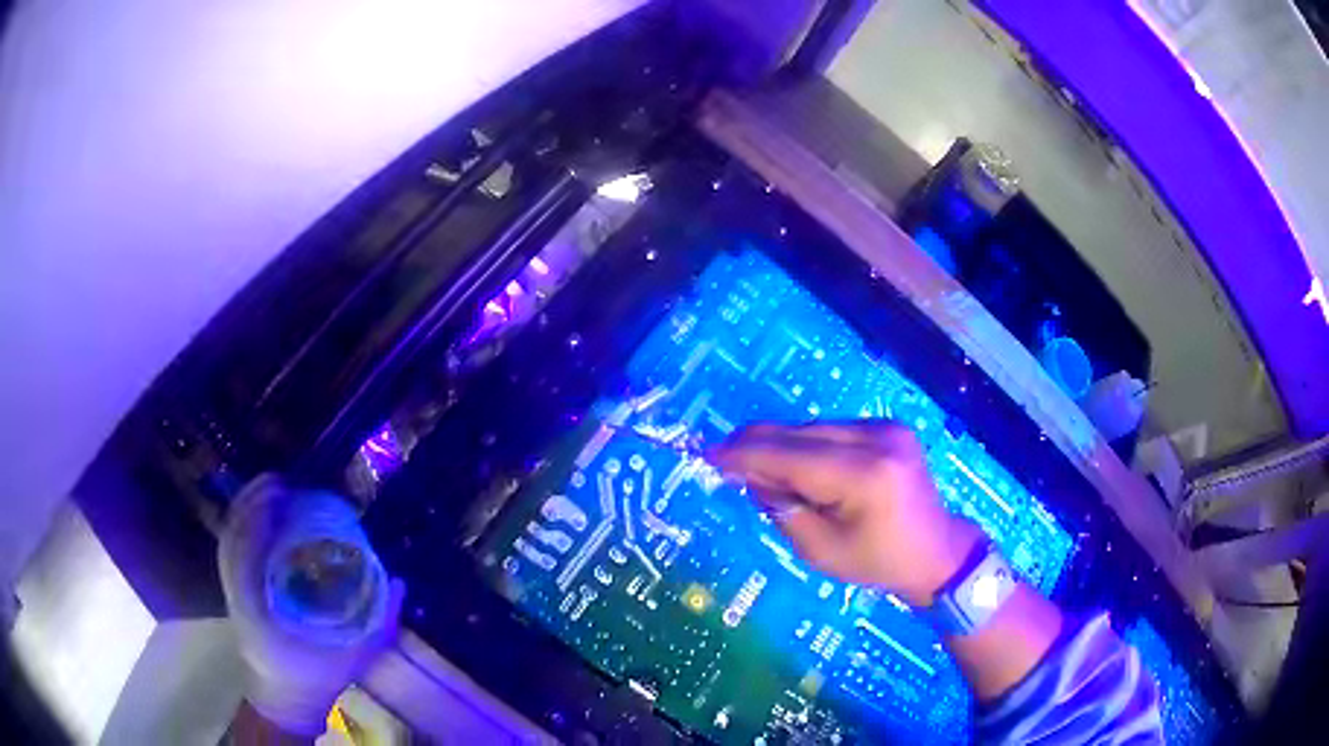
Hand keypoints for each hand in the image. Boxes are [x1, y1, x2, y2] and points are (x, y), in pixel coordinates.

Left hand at [218, 476, 403, 735]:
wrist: (286, 698)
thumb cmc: (319, 677)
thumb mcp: (356, 654)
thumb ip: (379, 620)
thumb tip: (401, 581)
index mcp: (264, 608)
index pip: (250, 550)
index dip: (260, 514)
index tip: (282, 489)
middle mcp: (242, 593)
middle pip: (235, 535)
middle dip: (253, 501)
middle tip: (282, 481)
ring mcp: (234, 591)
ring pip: (230, 538)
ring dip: (245, 508)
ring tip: (270, 487)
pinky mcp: (233, 591)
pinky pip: (230, 550)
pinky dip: (240, 524)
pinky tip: (256, 512)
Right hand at [710, 420, 984, 606]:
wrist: (935, 551)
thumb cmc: (877, 563)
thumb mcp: (820, 551)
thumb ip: (781, 508)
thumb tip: (749, 473)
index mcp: (864, 476)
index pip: (788, 455)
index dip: (744, 454)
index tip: (708, 455)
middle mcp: (876, 438)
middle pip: (798, 432)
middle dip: (757, 446)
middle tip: (724, 461)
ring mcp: (885, 427)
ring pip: (811, 427)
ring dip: (782, 446)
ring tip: (767, 475)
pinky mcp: (888, 425)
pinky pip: (831, 430)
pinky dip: (807, 445)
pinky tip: (801, 469)